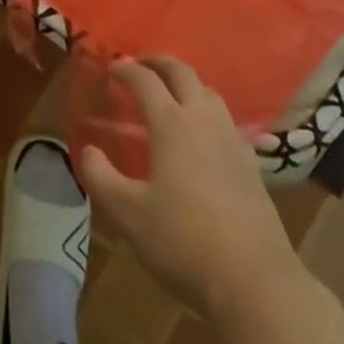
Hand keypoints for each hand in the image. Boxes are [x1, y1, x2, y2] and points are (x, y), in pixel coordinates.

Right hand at [80, 57, 301, 323]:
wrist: (255, 280)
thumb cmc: (184, 241)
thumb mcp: (129, 214)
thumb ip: (101, 178)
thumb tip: (89, 150)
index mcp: (171, 124)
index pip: (145, 81)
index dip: (126, 70)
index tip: (111, 69)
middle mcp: (203, 120)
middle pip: (183, 73)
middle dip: (159, 63)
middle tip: (142, 66)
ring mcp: (232, 140)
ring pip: (209, 93)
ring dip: (187, 84)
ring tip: (172, 95)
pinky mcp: (252, 165)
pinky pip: (228, 122)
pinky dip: (209, 115)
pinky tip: (205, 137)